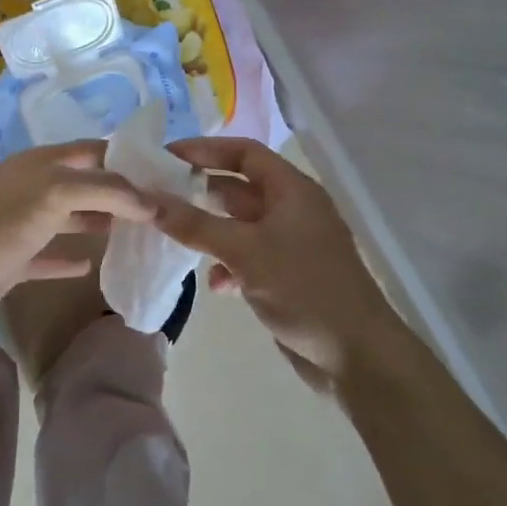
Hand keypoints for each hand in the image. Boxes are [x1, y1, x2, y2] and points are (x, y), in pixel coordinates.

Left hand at [0, 142, 154, 321]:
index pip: (93, 150)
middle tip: (158, 206)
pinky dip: (70, 259)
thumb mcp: (55, 194)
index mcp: (42, 163)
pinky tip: (92, 264)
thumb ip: (105, 190)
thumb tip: (150, 202)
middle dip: (118, 191)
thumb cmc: (2, 223)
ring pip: (70, 217)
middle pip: (85, 183)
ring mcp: (24, 223)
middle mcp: (35, 187)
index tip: (162, 172)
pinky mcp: (17, 259)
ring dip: (99, 221)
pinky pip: (50, 255)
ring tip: (137, 232)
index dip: (125, 157)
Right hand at [152, 137, 403, 389]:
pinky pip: (248, 257)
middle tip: (158, 196)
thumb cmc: (304, 288)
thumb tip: (148, 201)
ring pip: (240, 225)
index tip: (166, 157)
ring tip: (173, 236)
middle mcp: (292, 209)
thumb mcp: (244, 251)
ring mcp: (291, 244)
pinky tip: (215, 286)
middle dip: (199, 191)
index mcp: (292, 189)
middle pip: (238, 187)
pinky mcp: (287, 276)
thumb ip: (195, 225)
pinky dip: (227, 265)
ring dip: (209, 231)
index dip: (205, 149)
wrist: (357, 356)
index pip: (244, 152)